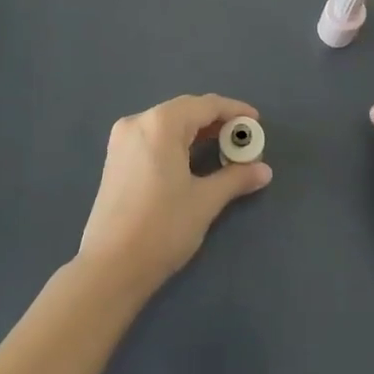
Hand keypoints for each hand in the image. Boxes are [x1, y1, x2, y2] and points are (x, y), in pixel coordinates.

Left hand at [76, 94, 272, 298]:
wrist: (110, 267)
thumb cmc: (162, 228)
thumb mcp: (205, 201)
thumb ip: (235, 178)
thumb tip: (264, 170)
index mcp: (161, 123)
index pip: (206, 105)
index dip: (234, 111)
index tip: (256, 122)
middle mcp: (138, 122)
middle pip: (185, 110)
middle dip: (216, 121)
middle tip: (242, 139)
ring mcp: (122, 139)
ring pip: (168, 123)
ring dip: (196, 131)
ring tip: (223, 148)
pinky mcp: (115, 158)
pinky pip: (153, 136)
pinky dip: (176, 141)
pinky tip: (192, 158)